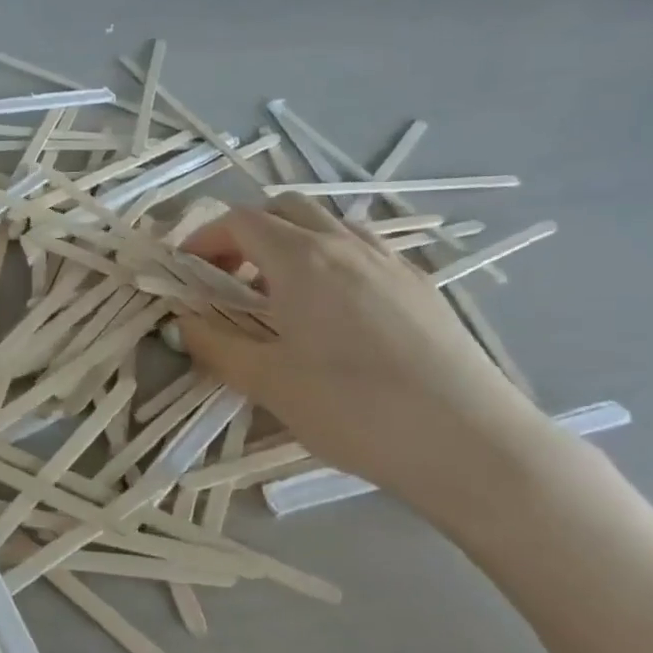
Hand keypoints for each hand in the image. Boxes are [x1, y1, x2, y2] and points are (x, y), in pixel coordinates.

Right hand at [178, 196, 553, 512]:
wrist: (469, 442)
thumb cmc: (353, 410)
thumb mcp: (267, 383)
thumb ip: (215, 344)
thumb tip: (184, 321)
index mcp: (302, 260)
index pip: (240, 221)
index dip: (204, 240)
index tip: (187, 273)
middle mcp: (346, 246)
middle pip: (284, 209)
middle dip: (245, 234)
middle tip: (227, 278)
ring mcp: (390, 262)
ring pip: (327, 226)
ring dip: (288, 244)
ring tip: (276, 296)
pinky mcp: (421, 286)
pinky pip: (362, 251)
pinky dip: (328, 261)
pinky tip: (329, 311)